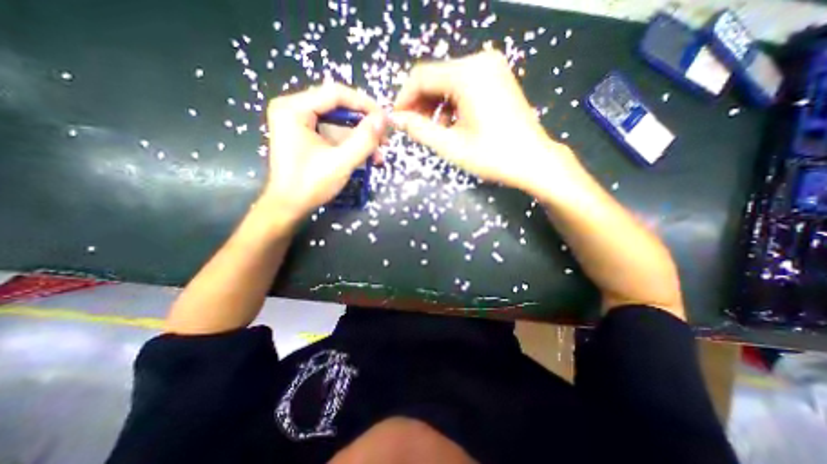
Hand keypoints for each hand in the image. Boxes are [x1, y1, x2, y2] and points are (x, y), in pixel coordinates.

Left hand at [260, 84, 387, 226]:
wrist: (289, 207)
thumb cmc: (310, 185)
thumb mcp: (341, 162)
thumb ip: (364, 139)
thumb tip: (384, 119)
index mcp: (294, 108)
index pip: (336, 94)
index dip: (365, 105)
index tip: (385, 120)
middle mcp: (294, 109)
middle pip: (338, 107)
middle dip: (364, 124)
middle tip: (385, 138)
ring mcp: (300, 123)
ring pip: (339, 122)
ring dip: (361, 137)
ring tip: (379, 154)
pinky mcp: (307, 136)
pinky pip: (334, 134)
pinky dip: (352, 144)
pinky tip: (368, 157)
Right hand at [391, 50, 579, 199]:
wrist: (533, 160)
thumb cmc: (492, 156)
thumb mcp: (451, 146)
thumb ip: (419, 130)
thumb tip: (397, 119)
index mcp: (467, 75)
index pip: (421, 77)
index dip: (404, 98)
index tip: (397, 119)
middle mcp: (480, 61)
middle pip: (435, 77)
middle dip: (420, 103)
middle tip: (413, 128)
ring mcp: (491, 67)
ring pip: (448, 81)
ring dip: (435, 104)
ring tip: (434, 130)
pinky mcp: (497, 77)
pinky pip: (463, 85)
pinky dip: (451, 103)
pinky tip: (452, 123)